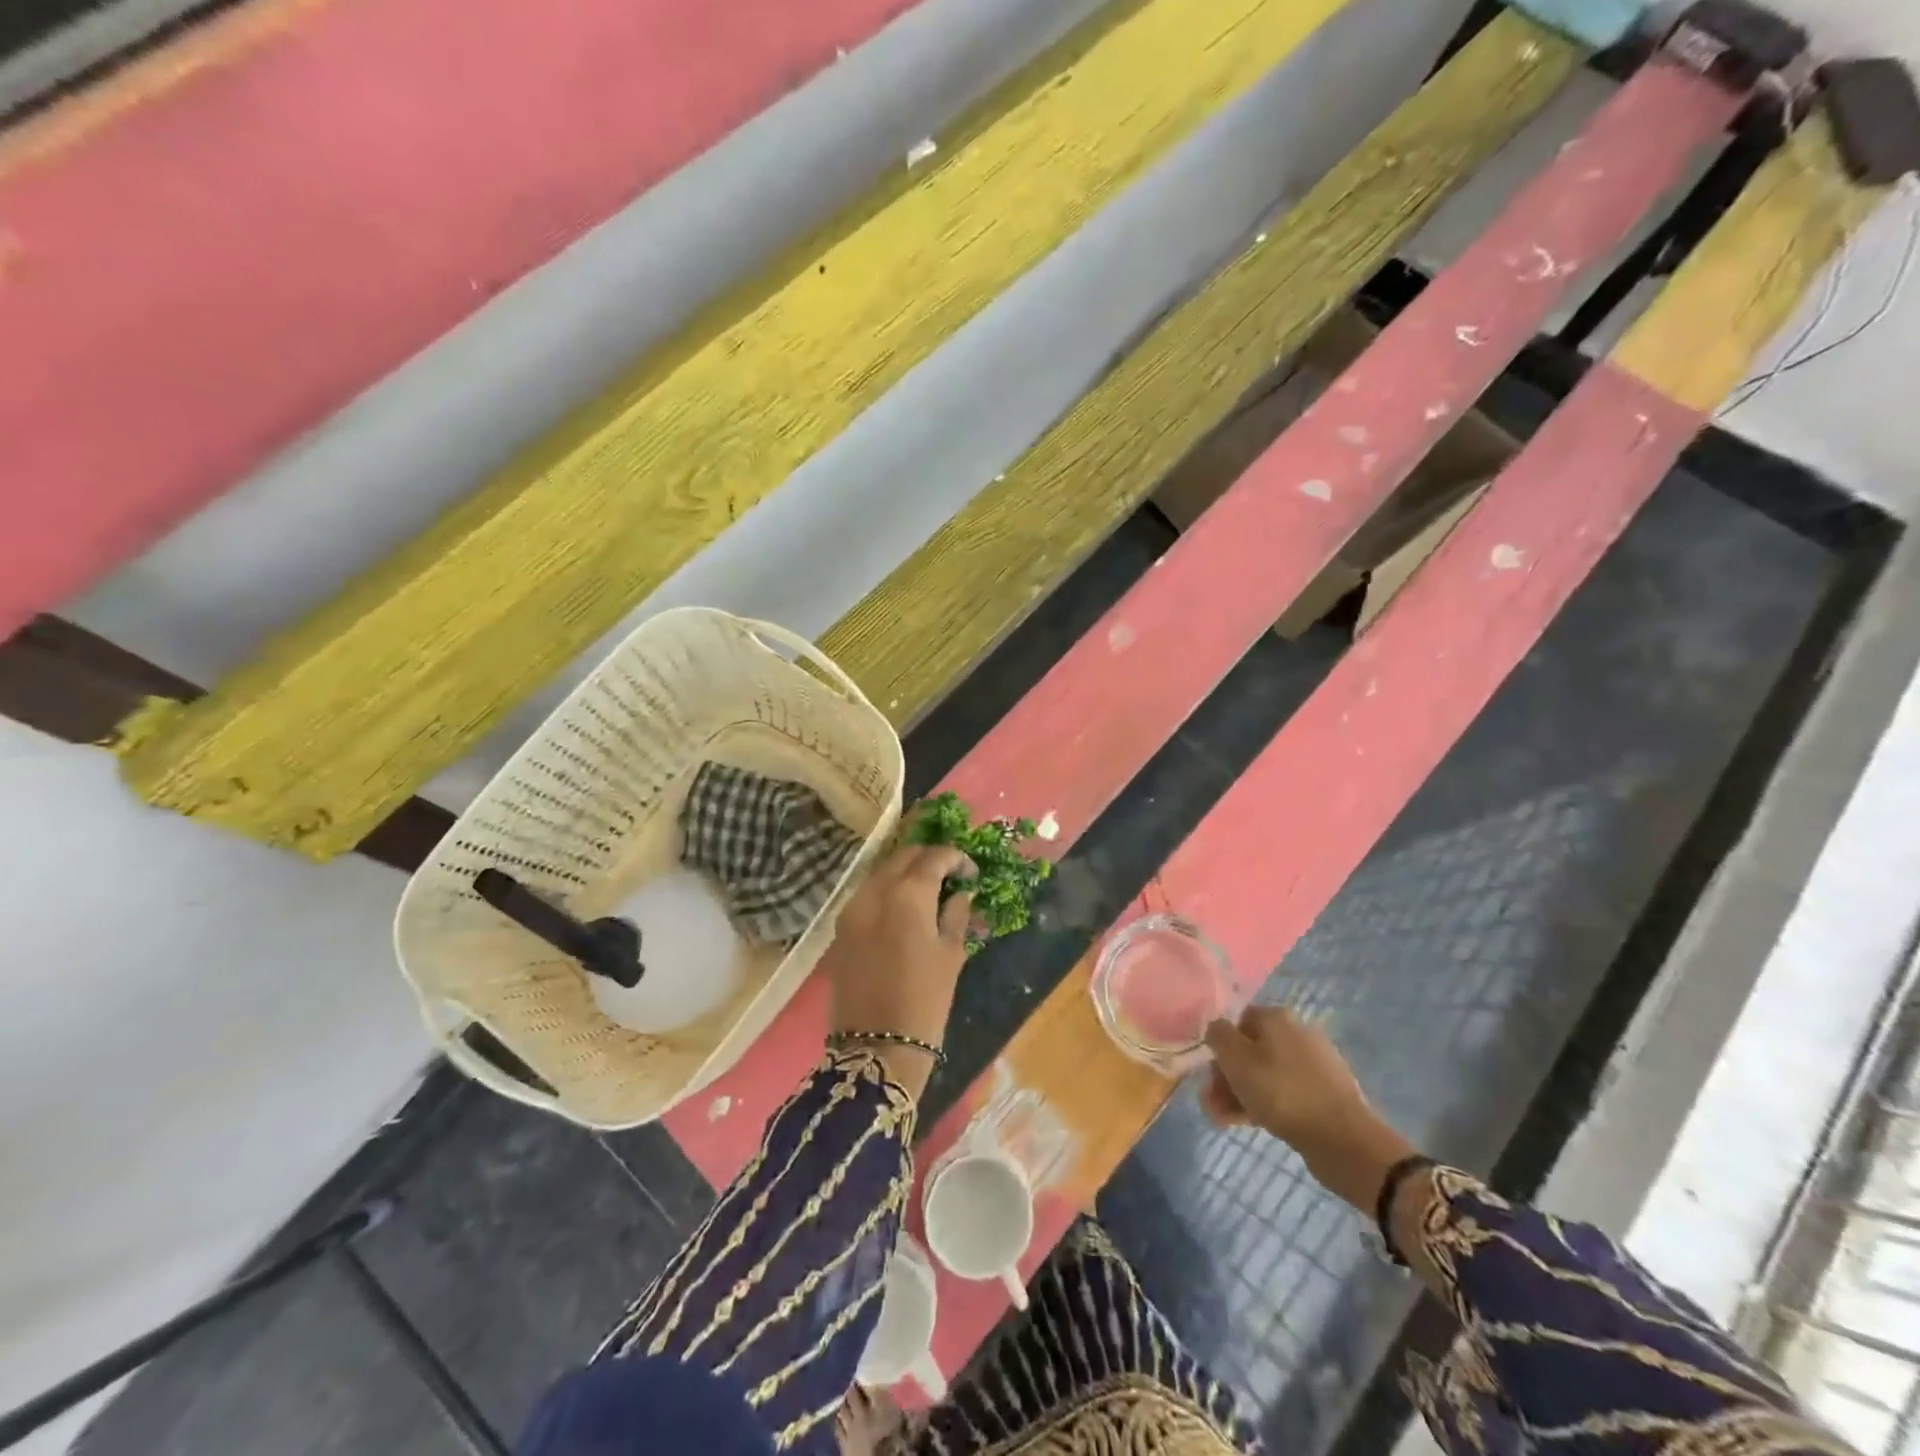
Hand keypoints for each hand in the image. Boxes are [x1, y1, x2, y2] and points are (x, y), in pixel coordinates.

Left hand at [820, 843, 973, 1099]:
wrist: (876, 1046)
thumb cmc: (925, 999)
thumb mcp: (951, 954)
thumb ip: (956, 914)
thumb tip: (960, 892)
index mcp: (908, 894)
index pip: (934, 857)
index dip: (956, 858)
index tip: (971, 872)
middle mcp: (875, 890)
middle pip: (903, 856)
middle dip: (928, 858)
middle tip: (949, 874)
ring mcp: (852, 907)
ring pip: (881, 871)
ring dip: (905, 872)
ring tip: (927, 890)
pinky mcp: (840, 926)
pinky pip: (867, 893)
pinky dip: (887, 890)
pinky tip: (902, 908)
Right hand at [1202, 1007, 1413, 1210]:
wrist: (1344, 1140)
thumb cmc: (1282, 1092)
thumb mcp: (1235, 1059)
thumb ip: (1217, 1035)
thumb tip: (1216, 1029)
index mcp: (1276, 1017)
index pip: (1236, 1022)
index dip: (1218, 1047)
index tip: (1208, 1075)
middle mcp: (1297, 1033)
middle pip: (1250, 1050)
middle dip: (1227, 1077)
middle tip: (1213, 1104)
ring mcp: (1315, 1064)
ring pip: (1266, 1074)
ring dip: (1242, 1094)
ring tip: (1226, 1121)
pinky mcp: (1326, 1093)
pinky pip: (1286, 1092)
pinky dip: (1267, 1104)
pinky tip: (1253, 1124)